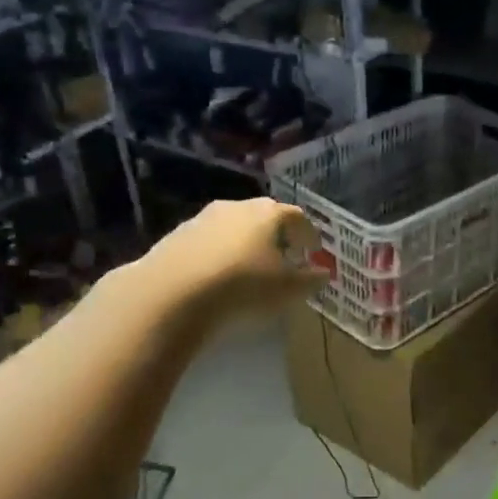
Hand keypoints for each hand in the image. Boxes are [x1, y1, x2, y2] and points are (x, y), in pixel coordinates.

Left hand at [140, 198, 325, 322]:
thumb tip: (324, 274)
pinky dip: (220, 253)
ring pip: (234, 226)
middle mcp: (237, 206)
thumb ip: (310, 280)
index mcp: (269, 213)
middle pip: (264, 216)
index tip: (313, 251)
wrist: (173, 292)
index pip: (297, 217)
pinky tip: (219, 275)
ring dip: (245, 243)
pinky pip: (209, 241)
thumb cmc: (244, 286)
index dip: (308, 234)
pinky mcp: (177, 235)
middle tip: (284, 257)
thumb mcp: (287, 290)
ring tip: (250, 268)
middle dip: (277, 236)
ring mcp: (204, 218)